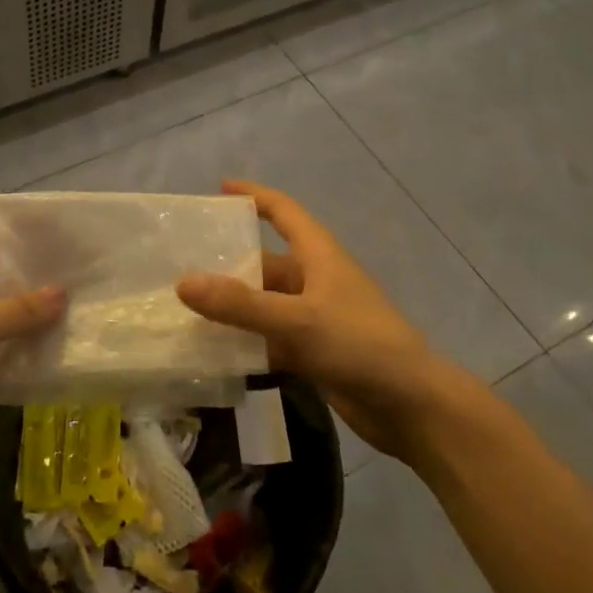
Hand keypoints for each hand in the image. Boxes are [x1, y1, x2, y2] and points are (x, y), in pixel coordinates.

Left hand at [0, 219, 63, 492]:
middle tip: (81, 263)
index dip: (12, 228)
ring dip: (36, 313)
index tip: (56, 225)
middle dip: (32, 272)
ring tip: (85, 297)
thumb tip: (63, 292)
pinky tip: (69, 338)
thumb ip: (21, 308)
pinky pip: (7, 350)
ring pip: (4, 316)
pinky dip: (31, 347)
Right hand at [175, 180, 485, 464]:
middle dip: (228, 264)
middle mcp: (316, 281)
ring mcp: (316, 318)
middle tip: (181, 267)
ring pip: (264, 304)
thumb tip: (183, 282)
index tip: (220, 187)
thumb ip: (240, 304)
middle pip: (265, 263)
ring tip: (186, 311)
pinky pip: (271, 338)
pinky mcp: (315, 352)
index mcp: (320, 256)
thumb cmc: (359, 345)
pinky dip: (246, 343)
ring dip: (233, 308)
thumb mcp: (297, 320)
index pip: (284, 212)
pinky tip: (214, 353)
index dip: (254, 196)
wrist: (411, 405)